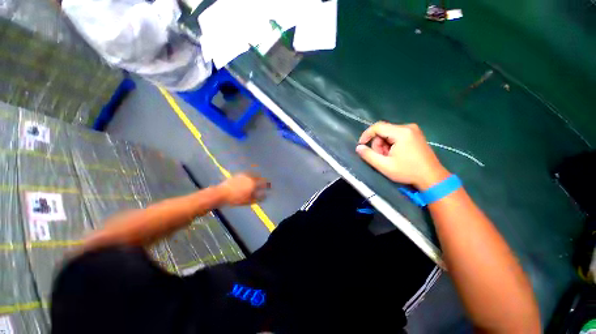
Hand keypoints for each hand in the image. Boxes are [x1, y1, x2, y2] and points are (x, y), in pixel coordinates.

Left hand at [217, 173, 270, 205]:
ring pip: (252, 174)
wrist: (221, 193)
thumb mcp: (248, 201)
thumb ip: (258, 198)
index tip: (270, 186)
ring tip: (258, 178)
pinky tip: (248, 177)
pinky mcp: (237, 175)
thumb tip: (265, 196)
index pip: (263, 183)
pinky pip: (246, 174)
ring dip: (256, 176)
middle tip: (264, 181)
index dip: (267, 184)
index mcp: (253, 183)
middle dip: (262, 179)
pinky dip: (249, 175)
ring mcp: (243, 175)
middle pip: (258, 177)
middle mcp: (249, 178)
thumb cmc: (236, 199)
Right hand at [356, 122, 449, 189]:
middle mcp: (408, 127)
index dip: (366, 135)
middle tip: (381, 158)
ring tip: (388, 158)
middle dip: (378, 145)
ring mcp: (413, 130)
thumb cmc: (408, 171)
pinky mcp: (415, 135)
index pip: (377, 127)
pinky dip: (391, 145)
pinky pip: (396, 136)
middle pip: (383, 131)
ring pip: (388, 134)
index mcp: (401, 132)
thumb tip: (358, 148)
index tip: (361, 145)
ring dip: (384, 146)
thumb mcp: (384, 166)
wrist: (432, 178)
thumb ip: (369, 155)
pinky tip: (394, 155)